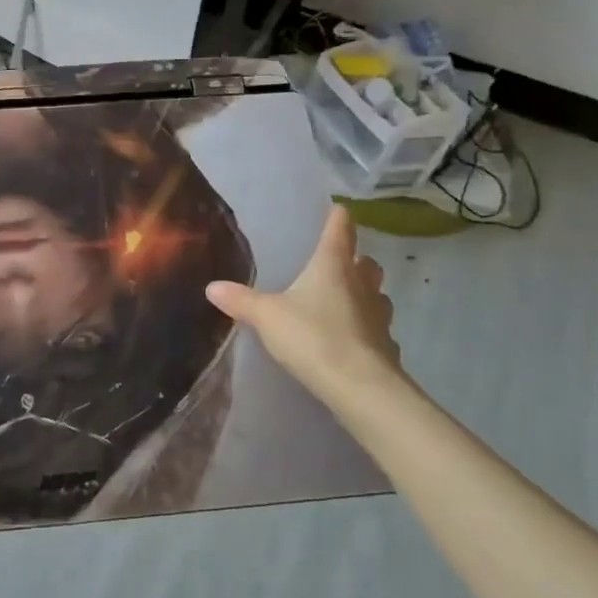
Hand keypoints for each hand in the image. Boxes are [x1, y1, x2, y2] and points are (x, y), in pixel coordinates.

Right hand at [205, 204, 401, 410]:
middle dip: (356, 260)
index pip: (340, 229)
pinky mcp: (386, 347)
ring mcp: (379, 316)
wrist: (360, 388)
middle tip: (338, 264)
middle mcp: (361, 284)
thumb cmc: (313, 336)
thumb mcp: (266, 316)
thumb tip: (211, 286)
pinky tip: (349, 341)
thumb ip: (240, 300)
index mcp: (333, 266)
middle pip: (367, 262)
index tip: (337, 209)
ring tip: (342, 302)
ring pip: (377, 295)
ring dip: (364, 294)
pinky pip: (377, 330)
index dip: (338, 217)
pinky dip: (366, 330)